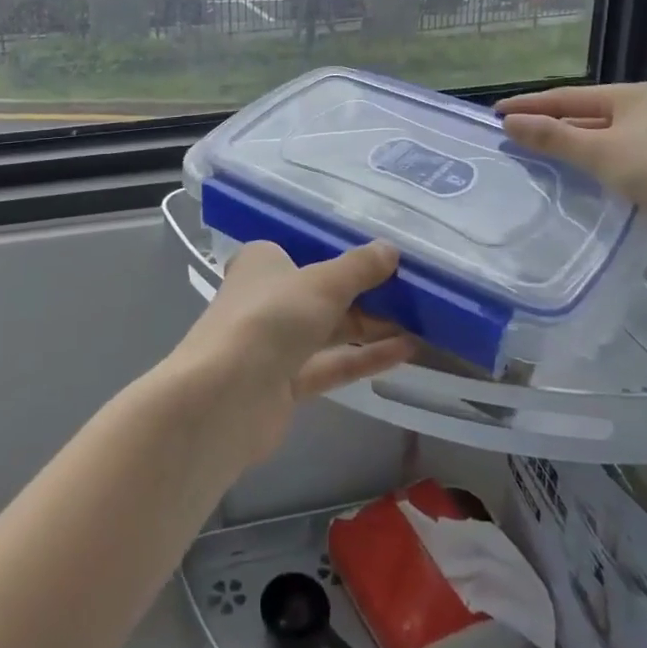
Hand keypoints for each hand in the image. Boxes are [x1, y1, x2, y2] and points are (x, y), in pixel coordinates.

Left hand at [166, 240, 415, 465]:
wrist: (226, 398)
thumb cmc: (269, 318)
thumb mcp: (321, 283)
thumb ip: (358, 268)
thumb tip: (390, 249)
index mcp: (262, 263)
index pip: (305, 250)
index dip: (342, 253)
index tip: (384, 256)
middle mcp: (266, 298)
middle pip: (321, 292)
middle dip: (364, 292)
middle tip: (413, 289)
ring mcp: (274, 343)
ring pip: (329, 330)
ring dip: (370, 325)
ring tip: (420, 319)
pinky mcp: (285, 383)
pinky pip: (332, 363)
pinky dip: (364, 356)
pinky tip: (406, 350)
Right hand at [496, 82, 646, 227]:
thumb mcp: (599, 153)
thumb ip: (553, 136)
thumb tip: (509, 122)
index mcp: (628, 94)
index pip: (566, 96)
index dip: (529, 104)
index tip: (496, 111)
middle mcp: (640, 105)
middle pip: (581, 111)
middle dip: (546, 120)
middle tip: (511, 130)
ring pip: (596, 130)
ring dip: (565, 138)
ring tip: (533, 146)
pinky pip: (610, 146)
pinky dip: (586, 152)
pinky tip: (572, 164)